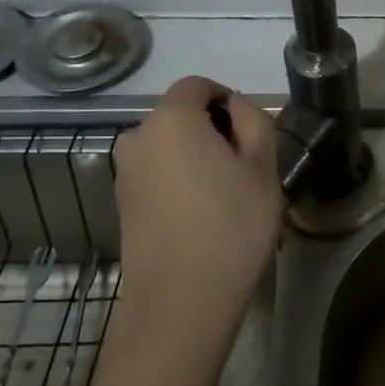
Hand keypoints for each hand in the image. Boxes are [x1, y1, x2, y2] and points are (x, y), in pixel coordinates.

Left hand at [111, 77, 282, 351]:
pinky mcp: (122, 204)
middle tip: (245, 167)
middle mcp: (138, 137)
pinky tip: (202, 216)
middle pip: (180, 115)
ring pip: (169, 147)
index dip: (227, 99)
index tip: (251, 132)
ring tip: (226, 195)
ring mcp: (124, 173)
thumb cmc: (231, 225)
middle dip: (212, 130)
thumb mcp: (262, 166)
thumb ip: (254, 120)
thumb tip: (236, 107)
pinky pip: (157, 175)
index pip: (197, 85)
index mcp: (171, 118)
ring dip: (196, 157)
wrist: (181, 300)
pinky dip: (179, 181)